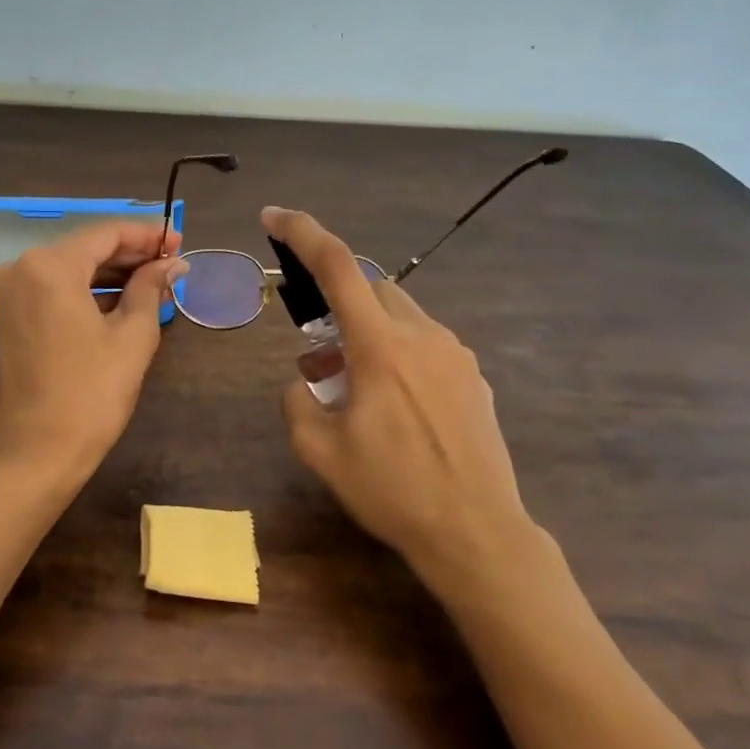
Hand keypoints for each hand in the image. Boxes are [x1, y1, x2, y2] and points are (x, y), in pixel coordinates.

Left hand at [0, 219, 185, 486]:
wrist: (38, 451)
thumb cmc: (91, 393)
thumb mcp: (132, 336)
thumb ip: (150, 288)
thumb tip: (172, 263)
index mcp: (49, 266)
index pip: (105, 234)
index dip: (146, 236)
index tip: (180, 241)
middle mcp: (21, 267)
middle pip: (86, 248)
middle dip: (131, 254)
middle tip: (173, 261)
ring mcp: (11, 291)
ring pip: (71, 267)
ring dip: (112, 272)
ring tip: (157, 279)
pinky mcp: (11, 313)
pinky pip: (56, 288)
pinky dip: (89, 289)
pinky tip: (125, 296)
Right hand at [262, 206, 537, 589]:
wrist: (477, 532)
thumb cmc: (393, 490)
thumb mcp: (320, 451)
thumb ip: (296, 402)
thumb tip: (302, 382)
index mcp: (381, 346)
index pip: (337, 266)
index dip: (301, 233)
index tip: (273, 216)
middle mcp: (423, 335)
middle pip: (371, 289)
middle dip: (338, 305)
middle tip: (317, 354)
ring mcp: (455, 355)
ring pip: (400, 316)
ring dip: (367, 334)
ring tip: (350, 386)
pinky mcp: (473, 378)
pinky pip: (425, 345)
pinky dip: (397, 354)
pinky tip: (392, 404)